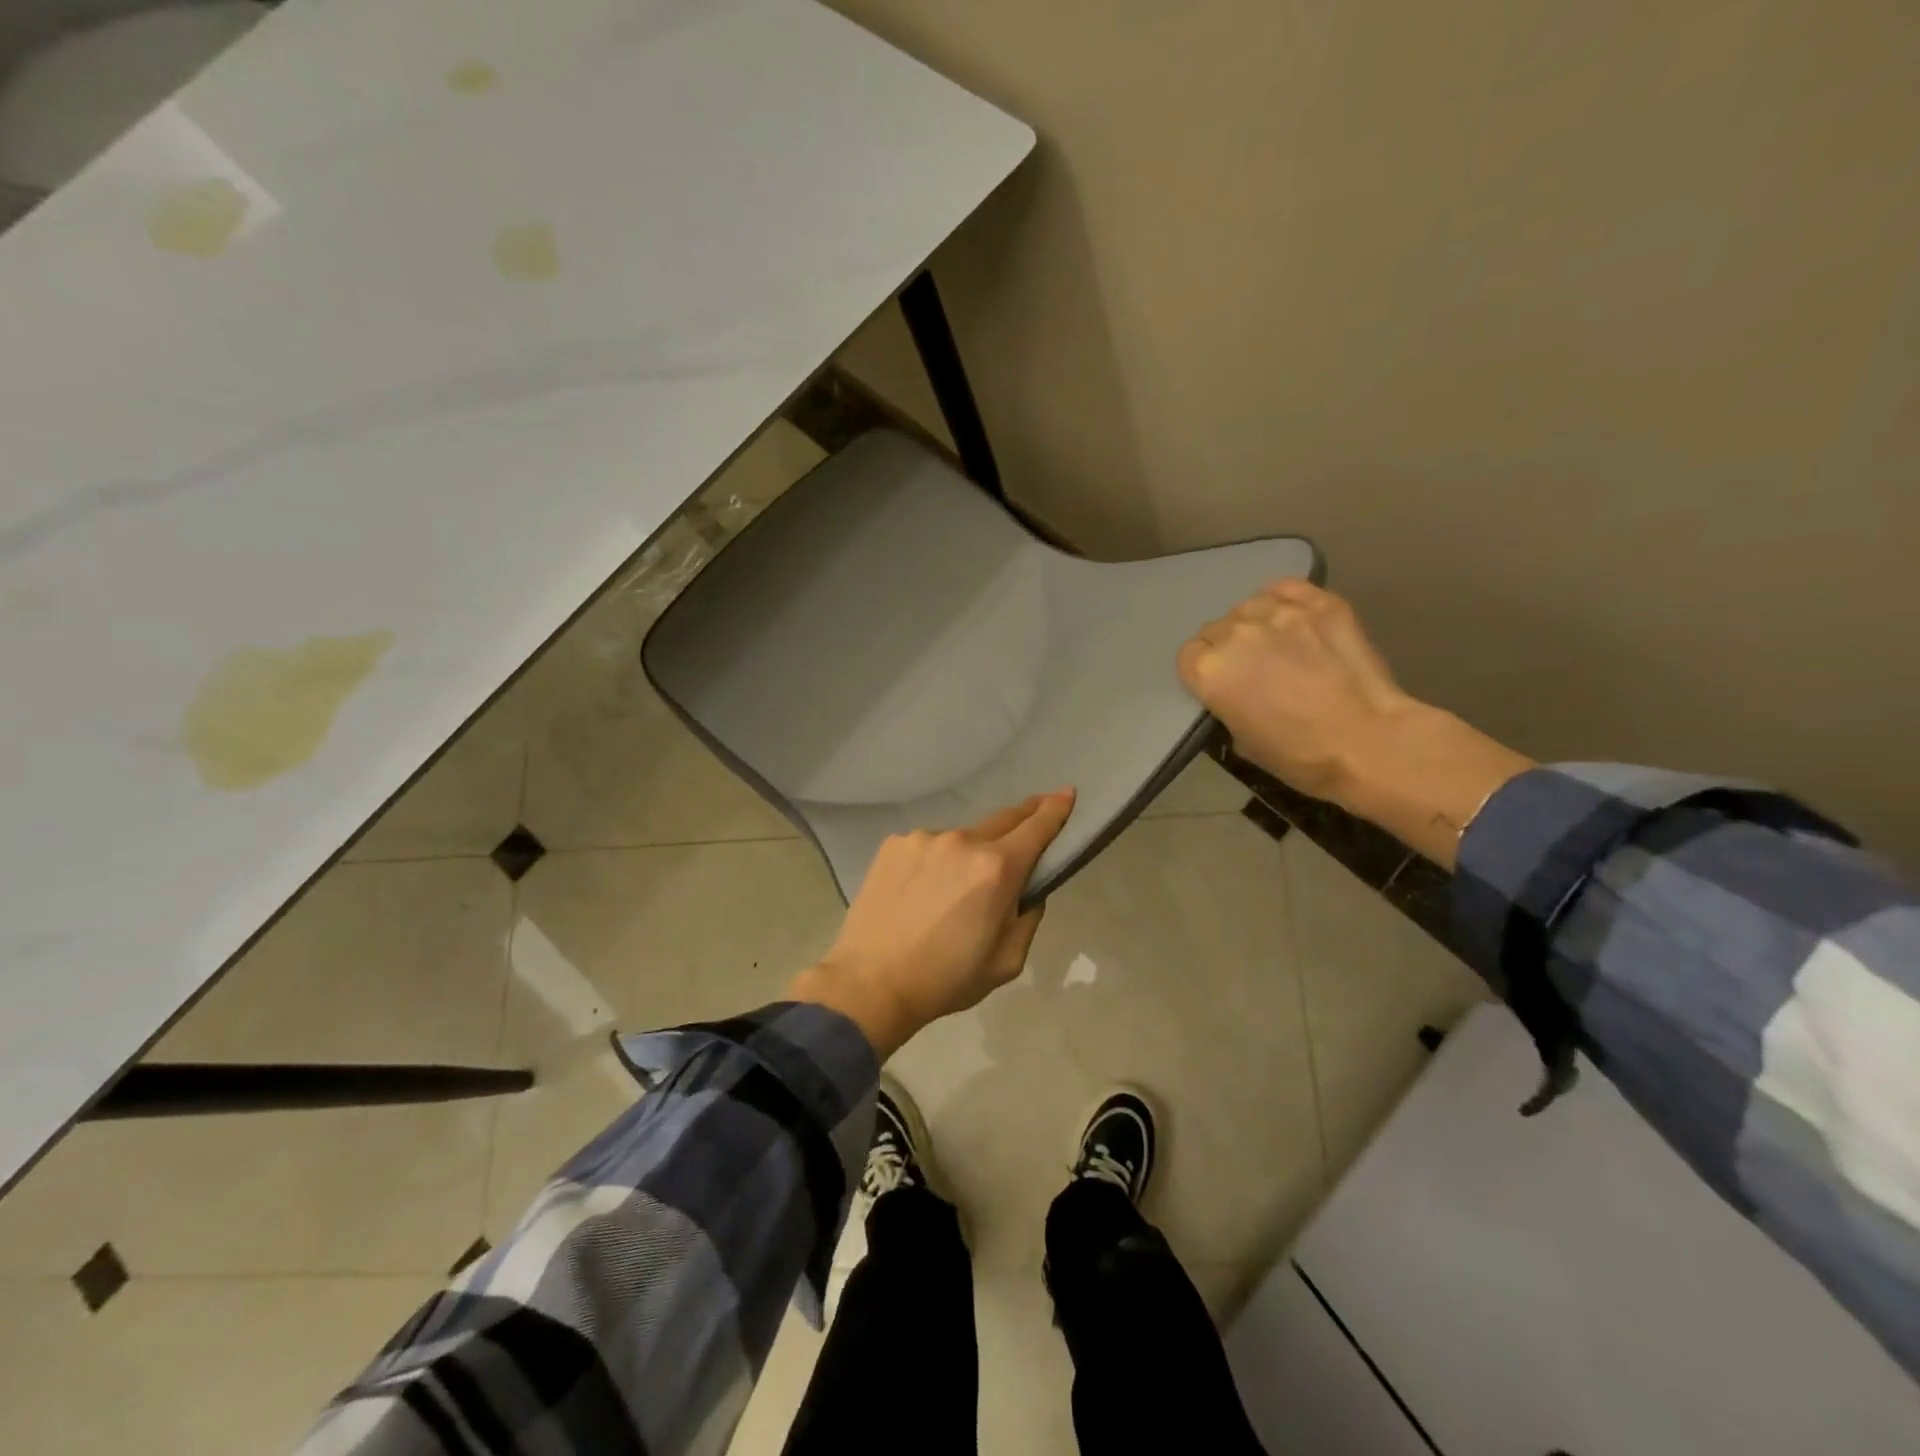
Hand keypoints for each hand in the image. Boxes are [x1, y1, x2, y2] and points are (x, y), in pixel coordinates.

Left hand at [788, 791, 1075, 1058]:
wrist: (871, 984)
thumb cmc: (946, 979)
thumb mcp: (1008, 961)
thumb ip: (1028, 915)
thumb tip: (1028, 888)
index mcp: (997, 869)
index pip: (1037, 827)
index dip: (1055, 809)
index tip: (1066, 793)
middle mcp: (962, 841)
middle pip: (1002, 820)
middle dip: (1021, 819)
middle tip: (1031, 820)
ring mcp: (923, 838)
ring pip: (960, 839)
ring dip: (967, 854)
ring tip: (951, 890)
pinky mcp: (893, 844)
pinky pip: (927, 847)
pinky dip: (934, 862)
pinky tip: (919, 891)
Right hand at [1177, 579, 1413, 800]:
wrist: (1369, 742)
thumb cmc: (1300, 756)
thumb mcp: (1242, 742)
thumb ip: (1226, 705)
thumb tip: (1234, 693)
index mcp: (1210, 671)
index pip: (1188, 656)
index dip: (1202, 671)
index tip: (1219, 686)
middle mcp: (1236, 634)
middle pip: (1215, 629)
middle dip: (1226, 648)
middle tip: (1250, 669)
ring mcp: (1280, 614)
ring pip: (1248, 607)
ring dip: (1253, 623)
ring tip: (1274, 643)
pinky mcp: (1320, 604)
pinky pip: (1286, 588)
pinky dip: (1282, 599)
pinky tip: (1291, 616)